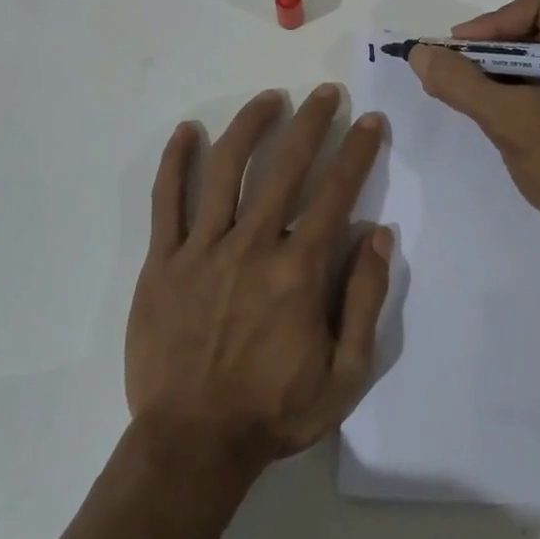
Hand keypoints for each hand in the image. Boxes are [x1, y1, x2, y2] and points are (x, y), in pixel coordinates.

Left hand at [126, 86, 392, 479]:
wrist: (191, 446)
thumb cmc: (273, 411)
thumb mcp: (346, 374)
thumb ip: (365, 299)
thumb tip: (378, 233)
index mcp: (298, 271)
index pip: (336, 193)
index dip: (357, 151)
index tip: (369, 120)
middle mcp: (252, 245)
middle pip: (285, 167)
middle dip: (310, 122)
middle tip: (325, 92)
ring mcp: (201, 249)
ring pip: (226, 169)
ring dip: (250, 126)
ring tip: (269, 98)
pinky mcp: (161, 261)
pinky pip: (166, 201)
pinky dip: (175, 162)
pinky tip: (187, 131)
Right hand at [408, 0, 539, 263]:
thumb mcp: (512, 122)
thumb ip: (462, 84)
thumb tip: (420, 53)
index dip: (492, 24)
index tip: (454, 52)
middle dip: (493, 48)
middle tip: (455, 68)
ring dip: (502, 67)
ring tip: (466, 88)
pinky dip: (520, 85)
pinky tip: (492, 104)